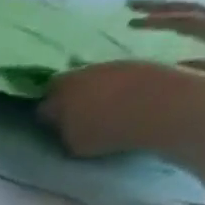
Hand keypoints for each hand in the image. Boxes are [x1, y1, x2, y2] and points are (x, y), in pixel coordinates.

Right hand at [40, 60, 179, 157]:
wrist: (159, 105)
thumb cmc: (106, 129)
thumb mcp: (71, 141)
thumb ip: (61, 129)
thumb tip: (60, 123)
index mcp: (61, 90)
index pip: (45, 99)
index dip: (47, 111)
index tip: (52, 122)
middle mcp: (85, 71)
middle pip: (72, 82)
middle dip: (72, 96)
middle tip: (76, 114)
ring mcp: (115, 64)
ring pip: (97, 77)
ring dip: (97, 89)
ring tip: (103, 108)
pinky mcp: (140, 62)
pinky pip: (120, 76)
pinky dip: (119, 87)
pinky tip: (124, 101)